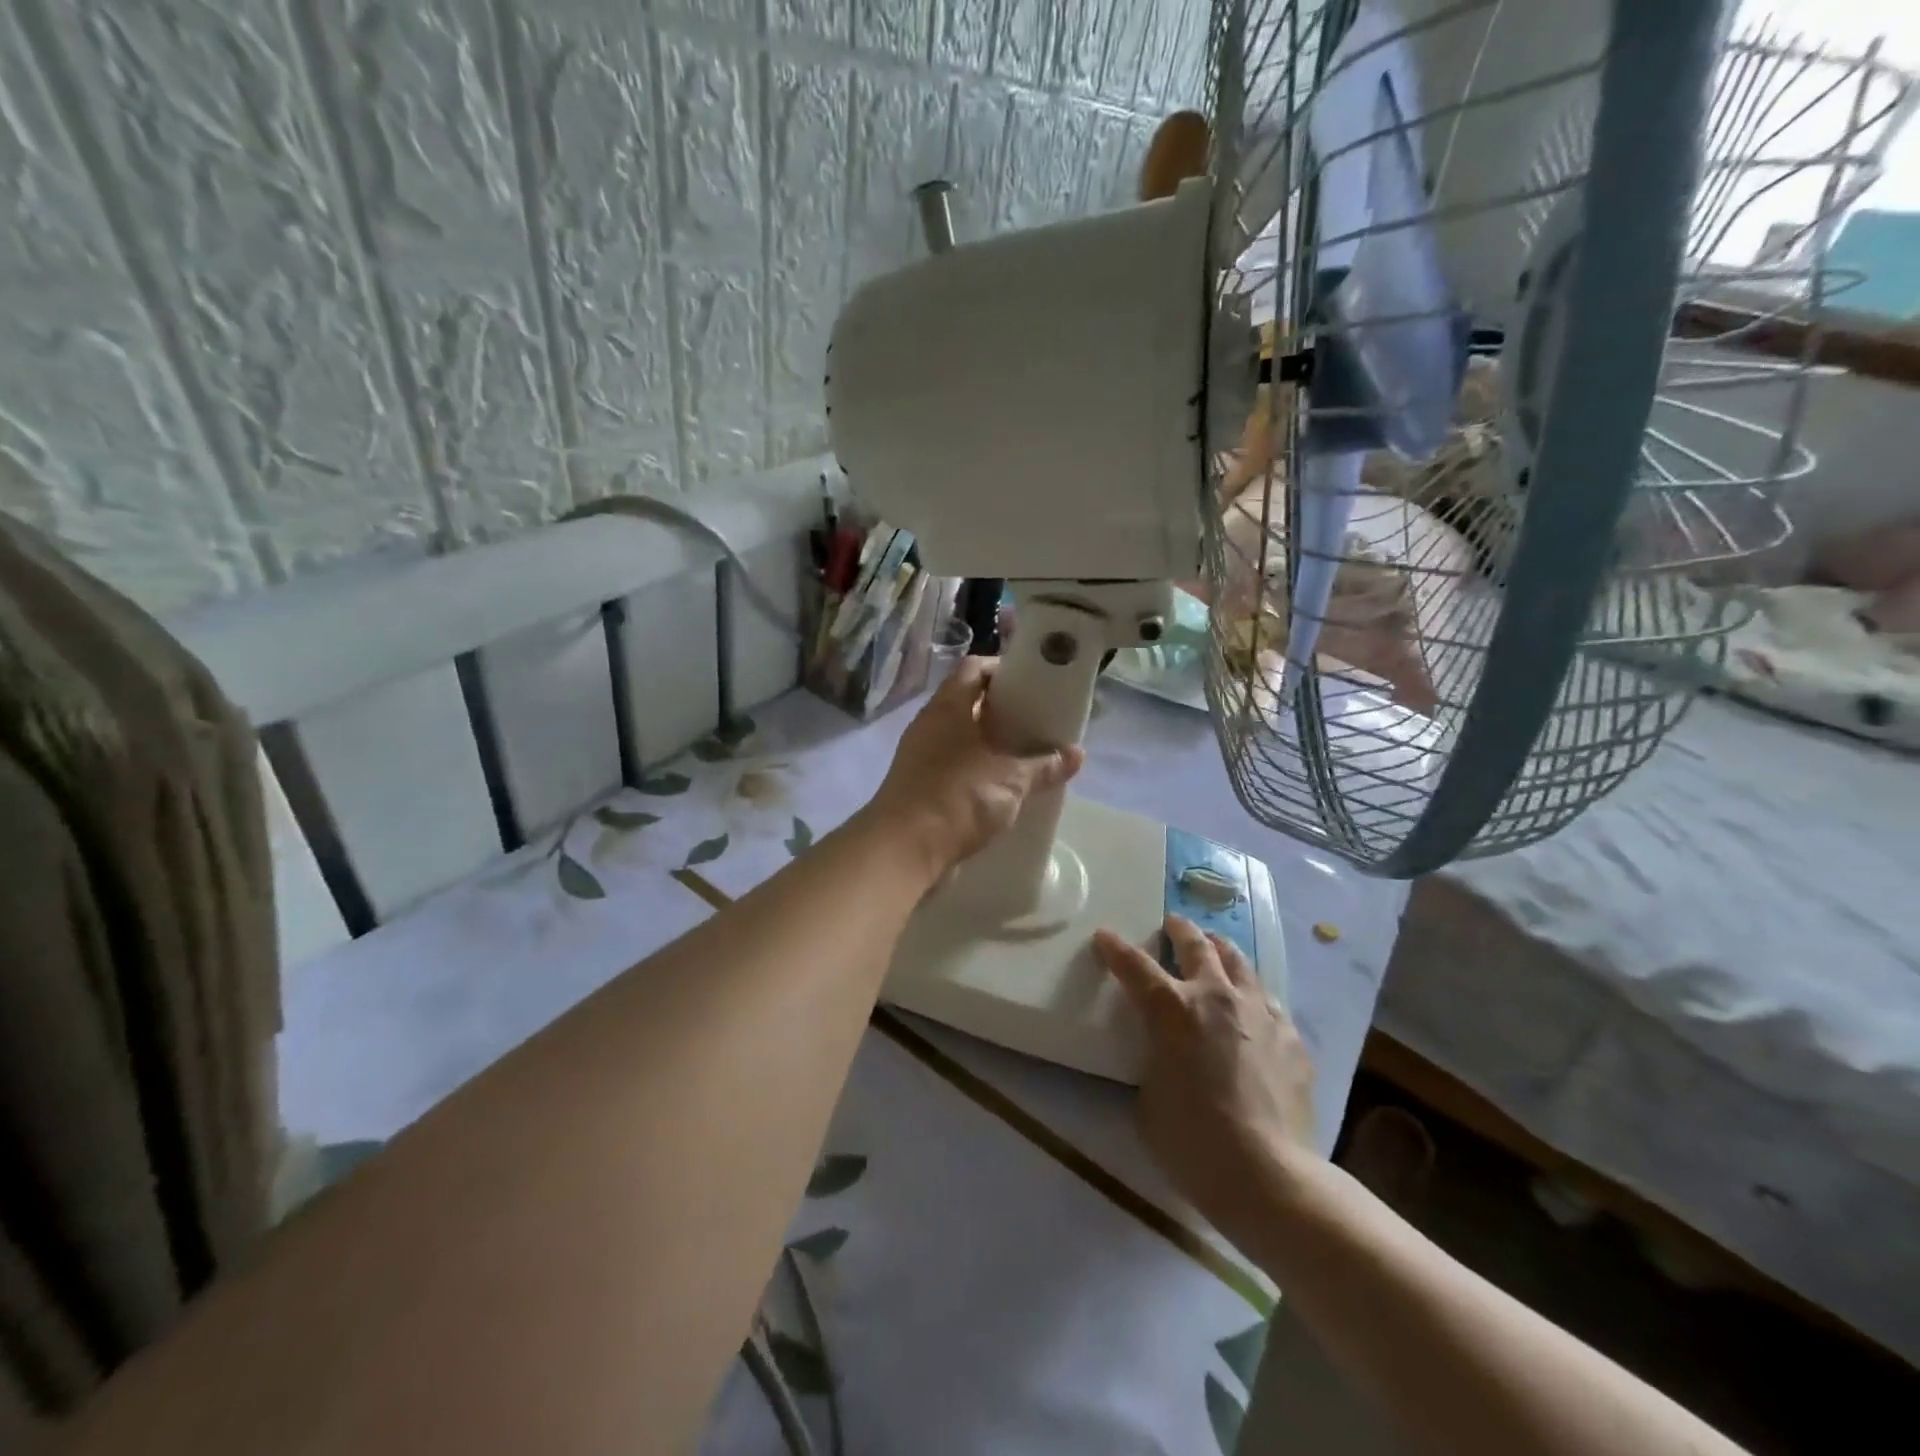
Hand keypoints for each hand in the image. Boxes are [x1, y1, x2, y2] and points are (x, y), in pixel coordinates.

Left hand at [863, 658, 1084, 879]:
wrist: (904, 849)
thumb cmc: (958, 798)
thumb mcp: (1011, 781)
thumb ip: (1044, 766)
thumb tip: (1077, 754)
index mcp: (947, 707)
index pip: (973, 668)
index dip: (1001, 669)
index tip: (1031, 682)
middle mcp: (929, 724)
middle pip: (966, 701)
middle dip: (1000, 709)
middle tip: (1035, 719)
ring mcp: (920, 755)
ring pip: (959, 735)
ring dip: (988, 741)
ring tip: (1024, 752)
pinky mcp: (918, 784)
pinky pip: (952, 764)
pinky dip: (976, 767)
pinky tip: (1001, 785)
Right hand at [1095, 916, 1317, 1250]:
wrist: (1268, 1174)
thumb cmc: (1192, 1141)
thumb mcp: (1149, 1098)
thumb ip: (1154, 1061)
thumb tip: (1166, 1056)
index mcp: (1172, 1010)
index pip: (1135, 965)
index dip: (1115, 948)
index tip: (1104, 936)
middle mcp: (1216, 997)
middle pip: (1196, 946)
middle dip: (1179, 930)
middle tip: (1172, 924)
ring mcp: (1259, 1013)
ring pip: (1239, 963)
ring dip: (1220, 951)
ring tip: (1214, 947)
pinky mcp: (1291, 1037)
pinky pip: (1268, 1001)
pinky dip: (1252, 994)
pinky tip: (1252, 1006)